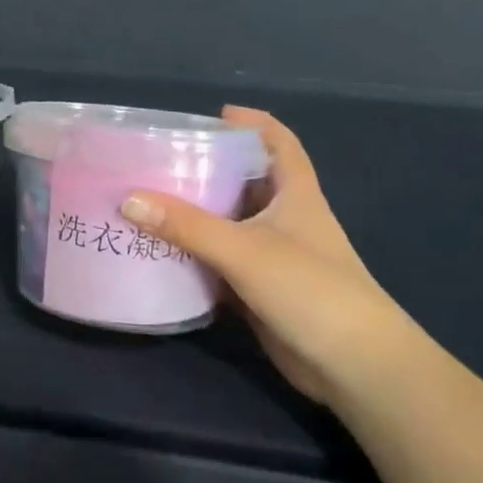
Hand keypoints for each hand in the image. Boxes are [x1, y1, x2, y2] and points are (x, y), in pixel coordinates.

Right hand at [120, 106, 425, 404]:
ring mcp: (273, 256)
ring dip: (195, 214)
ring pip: (228, 223)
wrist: (354, 367)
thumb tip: (127, 199)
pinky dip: (194, 255)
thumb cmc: (310, 290)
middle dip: (207, 167)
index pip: (279, 142)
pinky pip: (219, 262)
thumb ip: (186, 225)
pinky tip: (159, 252)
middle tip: (160, 160)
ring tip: (147, 200)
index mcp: (295, 194)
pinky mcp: (260, 290)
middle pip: (245, 180)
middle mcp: (285, 219)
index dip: (253, 123)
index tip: (213, 115)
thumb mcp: (244, 249)